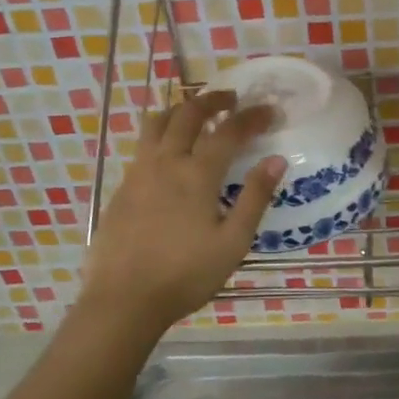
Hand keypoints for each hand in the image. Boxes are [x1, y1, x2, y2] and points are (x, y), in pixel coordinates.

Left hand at [79, 90, 285, 337]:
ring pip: (157, 122)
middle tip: (231, 98)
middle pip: (188, 113)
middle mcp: (165, 162)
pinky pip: (143, 145)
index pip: (229, 131)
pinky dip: (161, 133)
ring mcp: (138, 172)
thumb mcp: (232, 242)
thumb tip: (276, 160)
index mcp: (196, 175)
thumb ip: (254, 198)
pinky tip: (170, 152)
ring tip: (196, 113)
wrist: (123, 300)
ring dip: (180, 109)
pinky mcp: (122, 187)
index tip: (271, 111)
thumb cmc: (185, 275)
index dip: (252, 116)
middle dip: (213, 99)